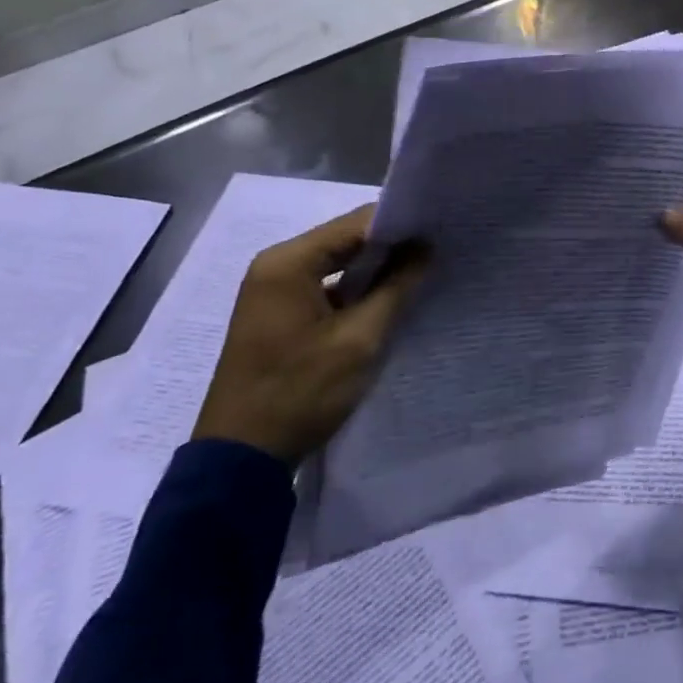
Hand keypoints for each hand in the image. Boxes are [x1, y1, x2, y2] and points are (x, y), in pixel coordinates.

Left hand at [191, 207, 430, 464]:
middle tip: (438, 250)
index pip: (357, 223)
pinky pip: (326, 284)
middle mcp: (276, 265)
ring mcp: (273, 290)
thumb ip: (397, 286)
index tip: (441, 231)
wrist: (240, 459)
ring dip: (376, 268)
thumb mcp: (360, 339)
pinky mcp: (278, 313)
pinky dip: (356, 288)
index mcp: (289, 262)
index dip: (402, 224)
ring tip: (422, 270)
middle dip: (391, 245)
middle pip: (346, 239)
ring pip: (338, 262)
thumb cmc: (300, 392)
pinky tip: (388, 297)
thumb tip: (425, 247)